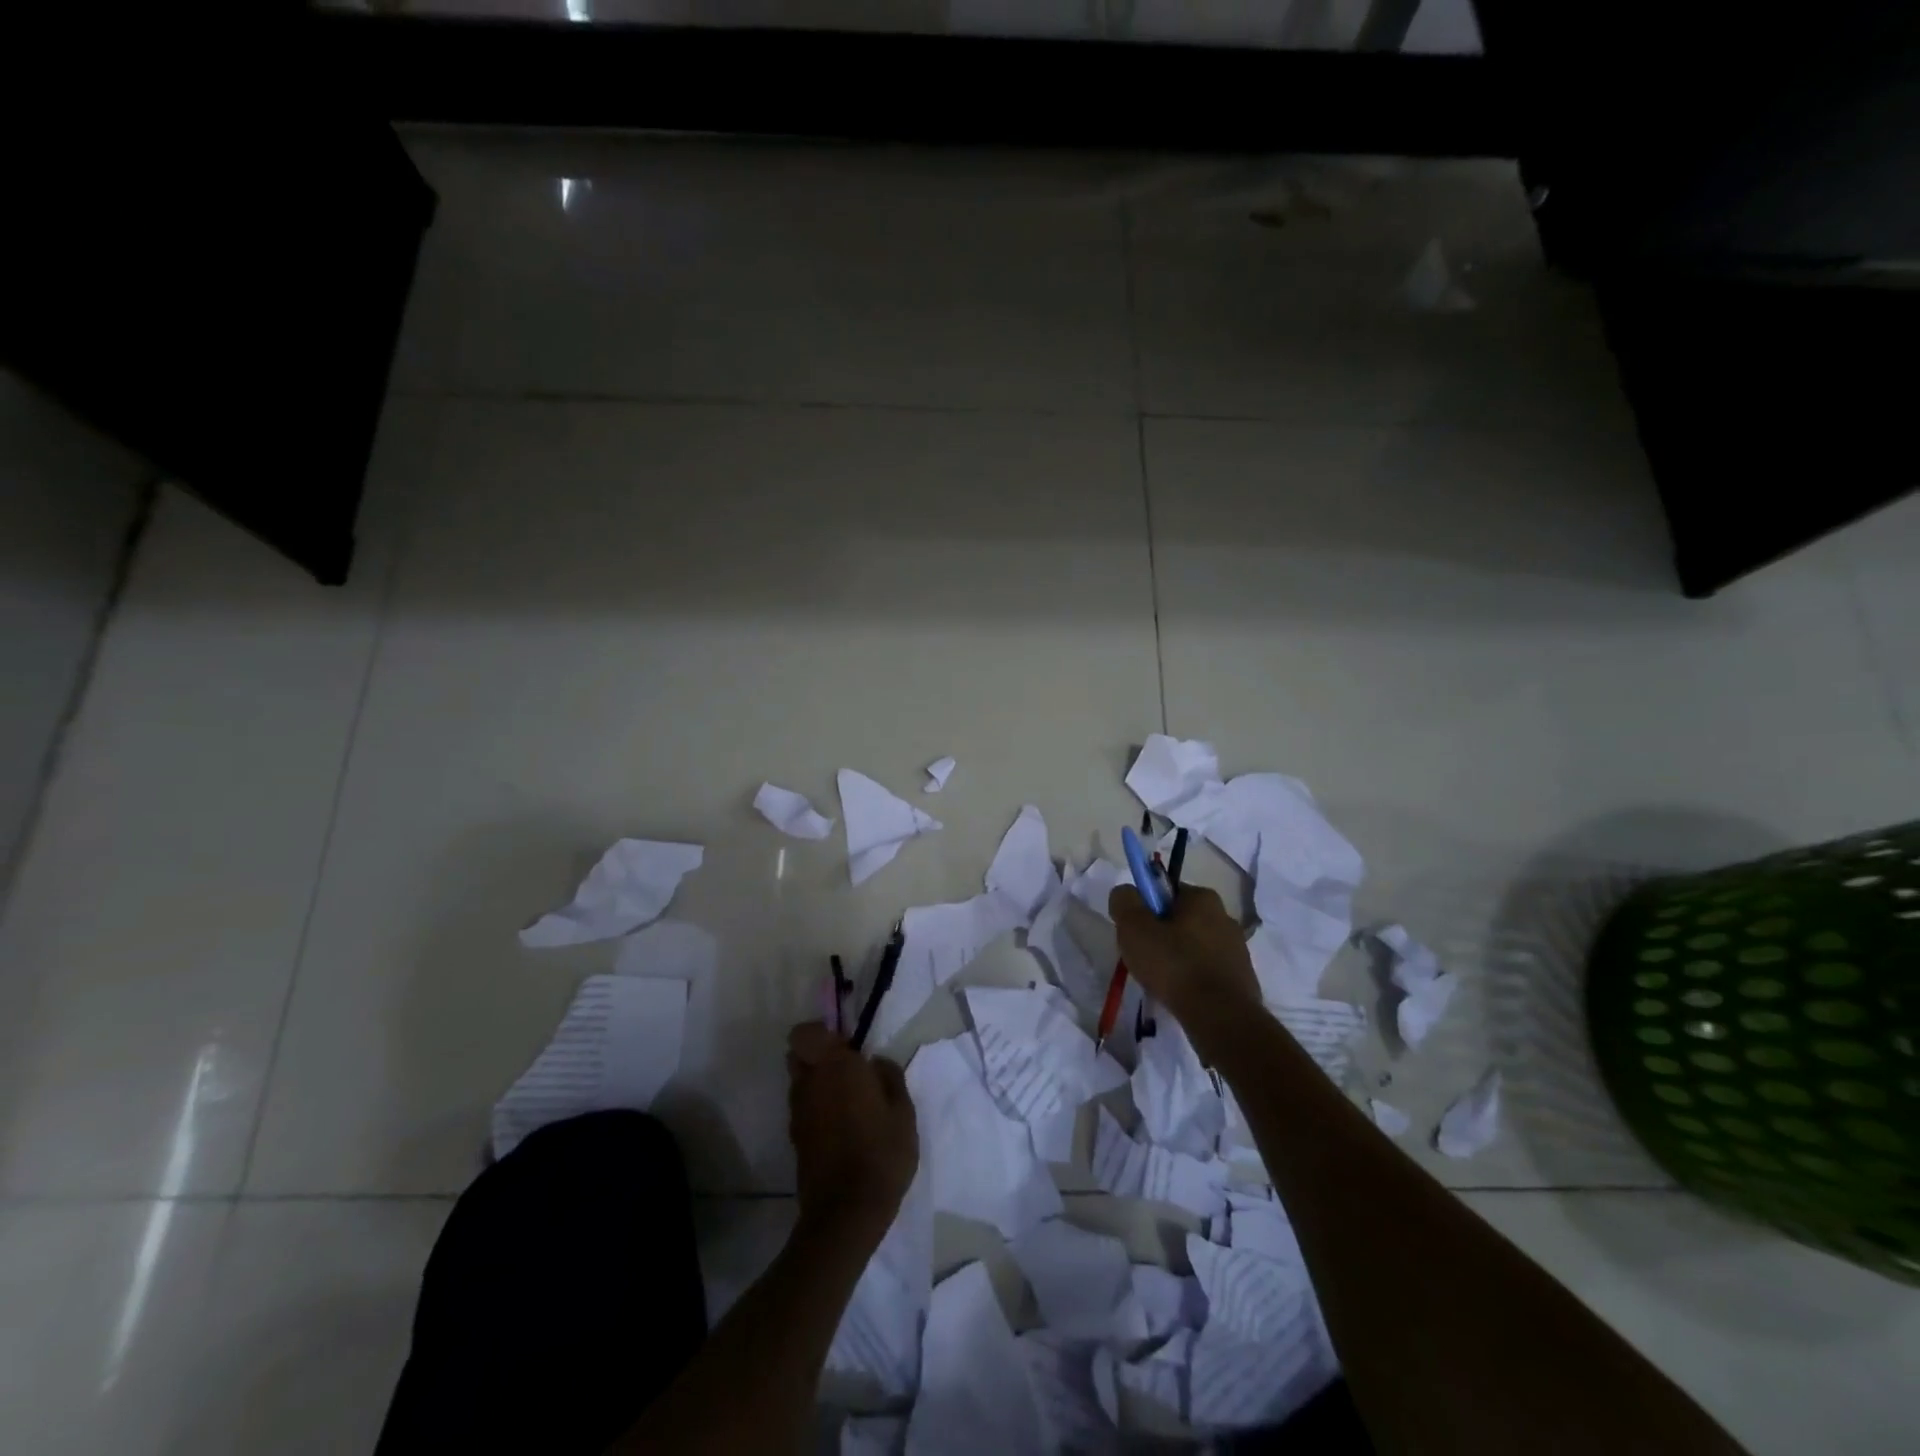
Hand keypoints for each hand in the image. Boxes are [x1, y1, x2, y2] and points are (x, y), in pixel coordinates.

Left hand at [786, 1022, 918, 1241]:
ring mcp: (798, 1112)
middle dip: (818, 1056)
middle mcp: (809, 1083)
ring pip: (800, 1082)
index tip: (846, 1044)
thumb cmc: (881, 1153)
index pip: (805, 1033)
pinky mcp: (795, 1139)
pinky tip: (841, 1128)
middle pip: (799, 1055)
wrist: (847, 1213)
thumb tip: (875, 1062)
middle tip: (848, 1070)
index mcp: (834, 1066)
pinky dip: (816, 1109)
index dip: (822, 1033)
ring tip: (848, 1102)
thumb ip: (889, 1077)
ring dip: (817, 1083)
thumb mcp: (903, 1111)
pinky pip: (803, 1109)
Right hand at [1109, 883, 1262, 1031]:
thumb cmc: (1175, 965)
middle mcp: (1225, 916)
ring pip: (1194, 947)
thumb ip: (1124, 901)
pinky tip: (1182, 995)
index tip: (1136, 933)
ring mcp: (1237, 949)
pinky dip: (1193, 979)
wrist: (1221, 1017)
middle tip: (1144, 958)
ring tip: (1162, 982)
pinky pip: (1207, 971)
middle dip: (1161, 936)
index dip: (1145, 910)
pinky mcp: (1242, 978)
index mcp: (1203, 898)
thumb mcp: (1134, 927)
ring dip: (1177, 959)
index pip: (1165, 893)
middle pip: (1180, 920)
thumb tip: (1125, 894)